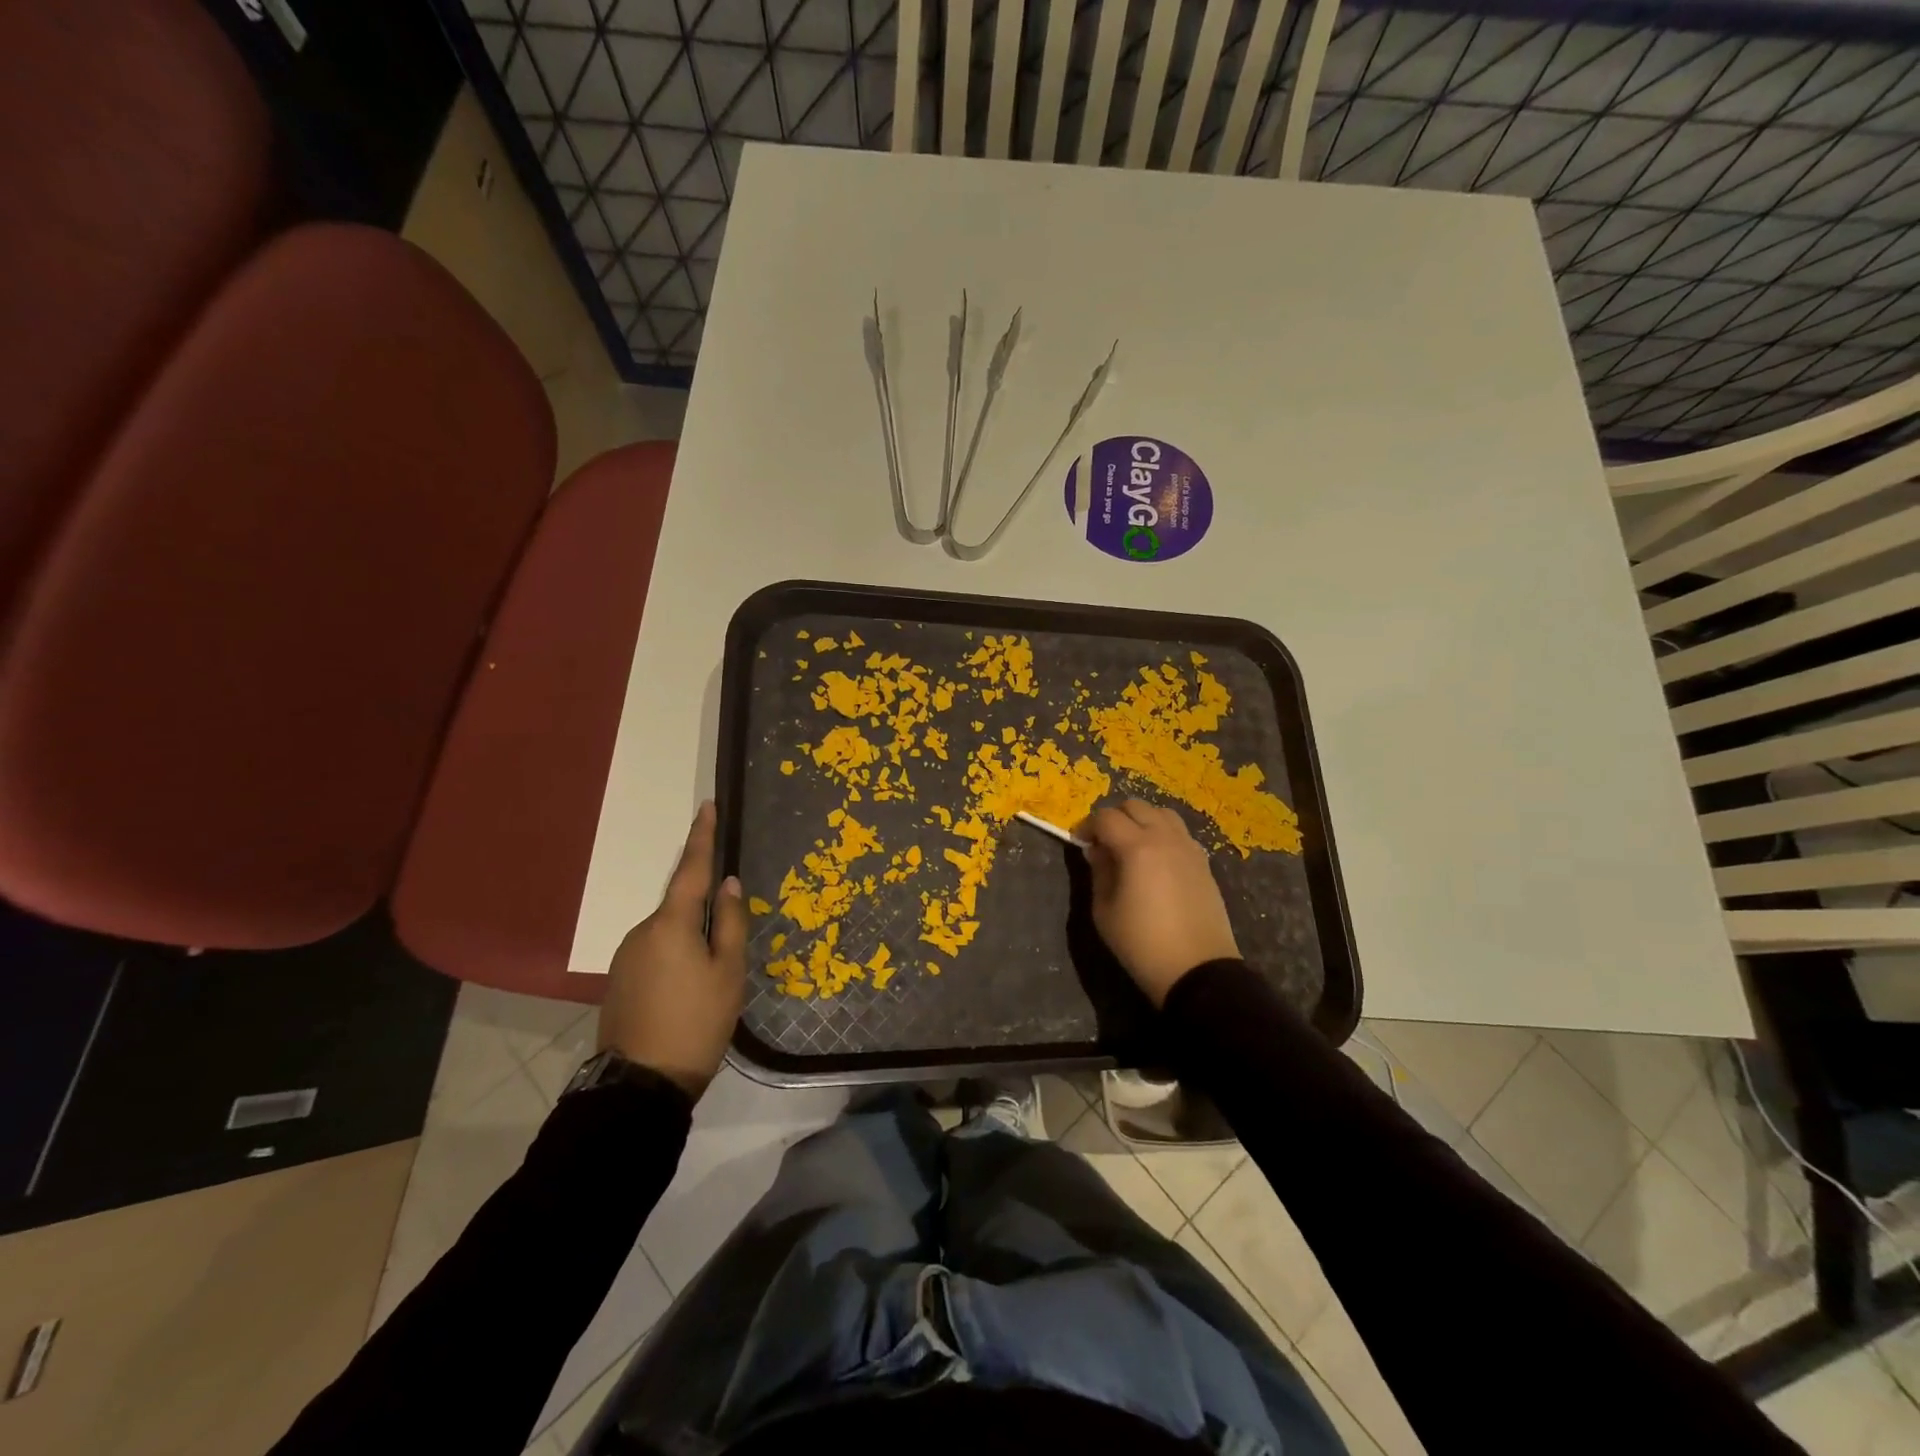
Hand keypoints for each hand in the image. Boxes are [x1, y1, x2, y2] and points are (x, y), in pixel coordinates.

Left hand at [598, 802, 746, 1097]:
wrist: (641, 1085)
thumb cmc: (697, 1022)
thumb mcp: (728, 972)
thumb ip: (730, 922)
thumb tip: (728, 883)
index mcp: (670, 923)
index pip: (691, 869)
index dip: (702, 836)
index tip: (707, 806)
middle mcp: (642, 931)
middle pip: (680, 906)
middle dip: (704, 914)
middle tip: (728, 949)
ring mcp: (626, 956)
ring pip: (668, 933)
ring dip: (690, 942)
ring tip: (710, 983)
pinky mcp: (619, 980)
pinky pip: (655, 954)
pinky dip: (676, 960)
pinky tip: (688, 993)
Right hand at [1080, 798, 1239, 1007]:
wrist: (1197, 970)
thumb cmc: (1142, 943)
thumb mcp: (1104, 911)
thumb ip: (1099, 872)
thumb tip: (1098, 851)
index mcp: (1137, 847)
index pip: (1106, 817)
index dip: (1088, 826)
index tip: (1080, 842)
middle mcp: (1165, 838)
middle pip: (1135, 806)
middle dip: (1114, 818)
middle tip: (1104, 843)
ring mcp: (1188, 848)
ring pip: (1162, 813)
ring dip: (1142, 821)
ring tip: (1132, 846)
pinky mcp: (1203, 862)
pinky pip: (1179, 833)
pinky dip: (1163, 834)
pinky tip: (1156, 860)